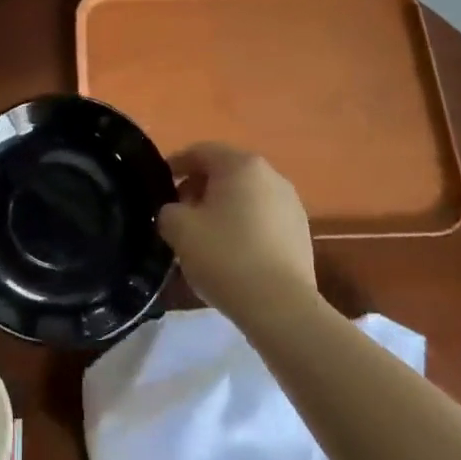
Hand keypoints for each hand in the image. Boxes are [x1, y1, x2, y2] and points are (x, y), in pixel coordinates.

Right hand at [159, 144, 315, 324]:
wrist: (281, 307)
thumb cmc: (225, 257)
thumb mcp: (179, 229)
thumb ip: (169, 210)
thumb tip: (176, 211)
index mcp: (241, 164)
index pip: (200, 152)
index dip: (176, 164)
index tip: (160, 185)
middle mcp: (270, 175)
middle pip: (225, 172)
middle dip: (199, 187)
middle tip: (179, 213)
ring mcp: (291, 204)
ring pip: (246, 196)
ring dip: (222, 208)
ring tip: (204, 236)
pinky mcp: (301, 232)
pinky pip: (263, 218)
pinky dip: (244, 226)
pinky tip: (232, 253)